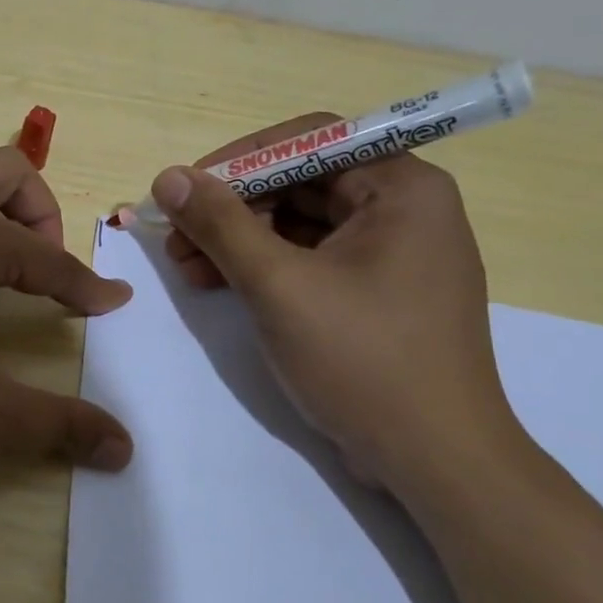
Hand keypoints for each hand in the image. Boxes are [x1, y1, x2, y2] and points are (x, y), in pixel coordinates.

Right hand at [151, 115, 520, 488]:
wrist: (434, 461)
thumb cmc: (363, 360)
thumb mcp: (279, 286)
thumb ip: (221, 225)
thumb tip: (168, 178)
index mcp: (402, 189)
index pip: (309, 141)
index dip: (239, 160)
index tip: (185, 191)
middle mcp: (403, 209)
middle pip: (300, 182)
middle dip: (231, 208)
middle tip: (176, 238)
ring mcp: (390, 254)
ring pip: (298, 223)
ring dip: (238, 240)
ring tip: (186, 267)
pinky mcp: (375, 292)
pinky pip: (309, 258)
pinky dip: (263, 267)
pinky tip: (218, 285)